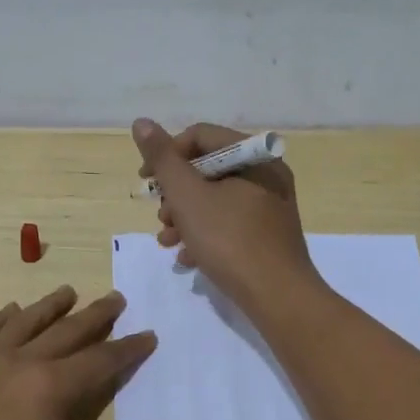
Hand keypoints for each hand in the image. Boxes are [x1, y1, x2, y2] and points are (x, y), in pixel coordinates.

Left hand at [0, 286, 178, 419]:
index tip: (149, 335)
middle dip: (96, 315)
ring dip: (50, 306)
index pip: (101, 360)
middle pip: (66, 331)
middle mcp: (21, 362)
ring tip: (69, 291)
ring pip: (24, 323)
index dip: (128, 348)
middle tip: (116, 298)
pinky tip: (7, 312)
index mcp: (50, 388)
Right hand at [132, 118, 319, 313]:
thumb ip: (162, 159)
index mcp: (253, 156)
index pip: (200, 136)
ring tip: (167, 242)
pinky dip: (204, 235)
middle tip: (162, 218)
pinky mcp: (268, 234)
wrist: (277, 297)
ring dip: (185, 217)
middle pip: (207, 169)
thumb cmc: (230, 240)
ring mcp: (270, 206)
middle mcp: (266, 174)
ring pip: (215, 199)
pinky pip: (229, 223)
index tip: (145, 182)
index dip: (166, 155)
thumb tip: (142, 122)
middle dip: (175, 194)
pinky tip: (188, 258)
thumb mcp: (187, 196)